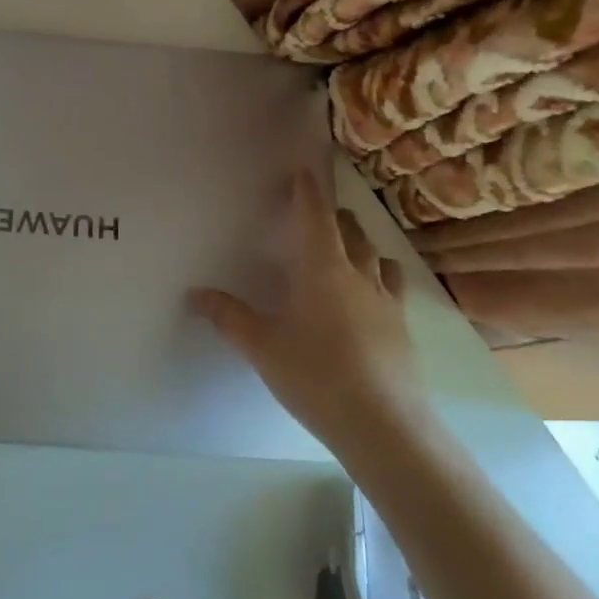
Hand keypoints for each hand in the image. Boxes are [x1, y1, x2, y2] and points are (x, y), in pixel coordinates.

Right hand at [191, 169, 420, 451]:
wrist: (385, 427)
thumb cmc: (317, 377)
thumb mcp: (262, 347)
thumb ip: (228, 317)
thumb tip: (195, 294)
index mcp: (323, 270)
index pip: (316, 218)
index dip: (308, 192)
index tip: (304, 171)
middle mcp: (360, 276)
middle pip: (351, 231)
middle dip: (334, 216)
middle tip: (317, 213)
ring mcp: (388, 302)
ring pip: (378, 256)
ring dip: (361, 244)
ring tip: (347, 249)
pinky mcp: (403, 329)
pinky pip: (393, 287)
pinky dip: (379, 277)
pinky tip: (370, 298)